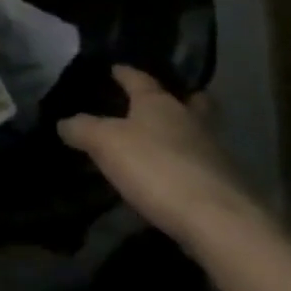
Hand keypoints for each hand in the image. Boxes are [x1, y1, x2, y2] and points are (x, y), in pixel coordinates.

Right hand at [57, 65, 257, 247]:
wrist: (218, 222)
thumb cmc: (156, 167)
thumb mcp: (104, 143)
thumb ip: (82, 129)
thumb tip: (64, 123)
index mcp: (159, 103)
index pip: (139, 78)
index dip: (125, 73)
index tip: (115, 68)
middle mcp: (190, 120)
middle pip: (189, 101)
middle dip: (177, 98)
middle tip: (162, 101)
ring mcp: (214, 153)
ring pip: (198, 133)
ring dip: (183, 135)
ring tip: (160, 144)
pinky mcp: (226, 186)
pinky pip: (202, 166)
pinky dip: (188, 166)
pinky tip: (173, 178)